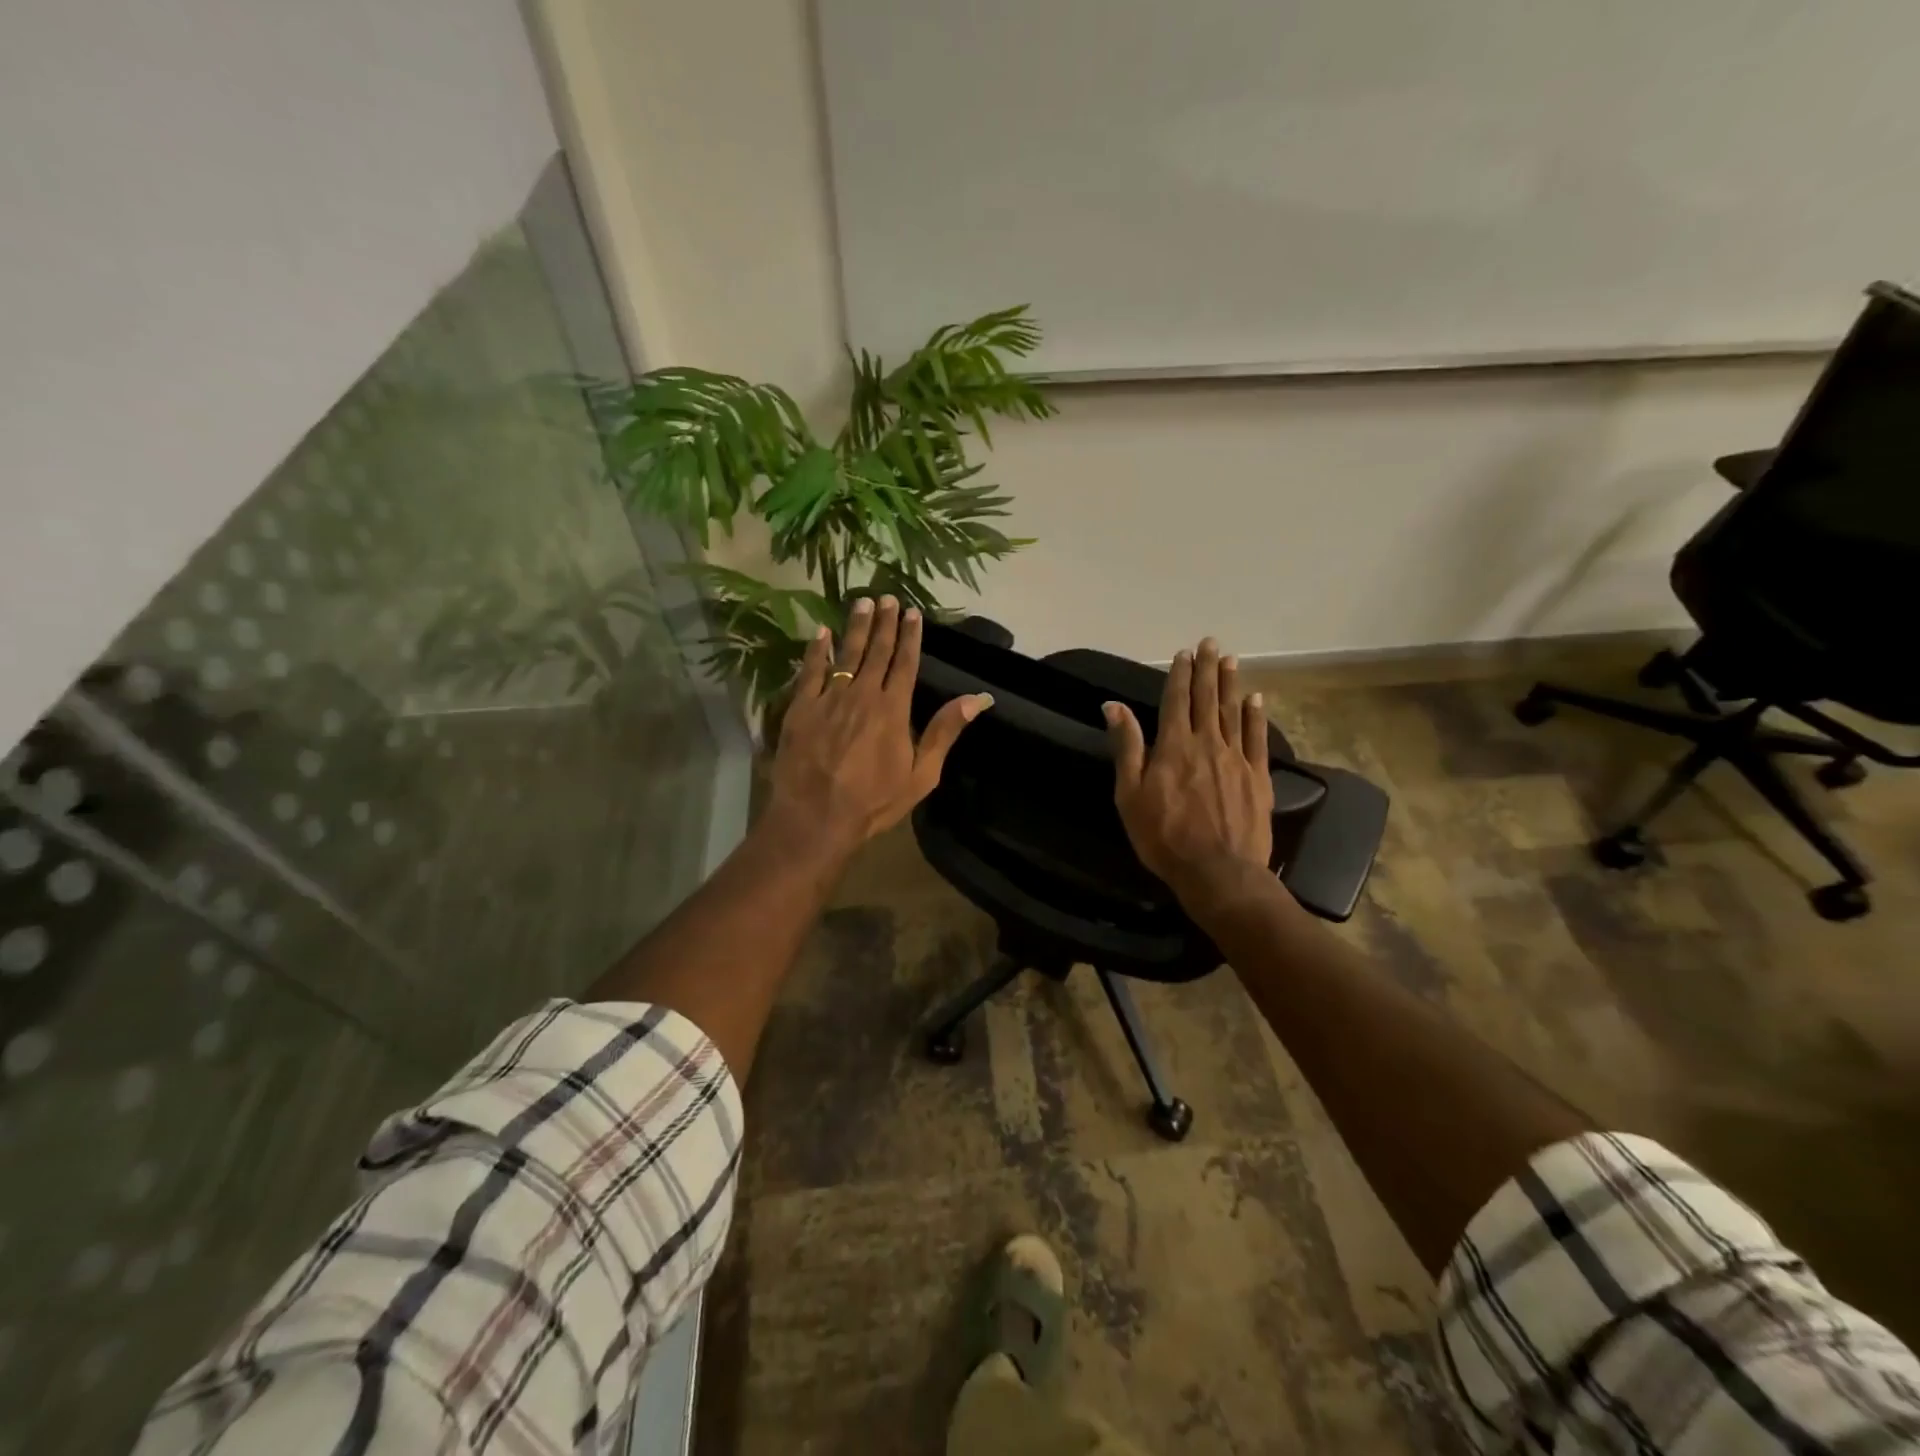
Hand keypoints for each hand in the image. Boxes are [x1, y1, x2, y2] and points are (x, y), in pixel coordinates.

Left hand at [765, 596, 991, 860]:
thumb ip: (945, 732)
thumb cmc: (874, 801)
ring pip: (846, 654)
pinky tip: (821, 633)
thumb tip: (977, 699)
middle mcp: (863, 694)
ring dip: (855, 627)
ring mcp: (829, 699)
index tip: (912, 613)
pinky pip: (810, 671)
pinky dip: (816, 650)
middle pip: (876, 652)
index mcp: (893, 709)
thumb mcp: (922, 774)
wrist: (817, 817)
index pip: (905, 663)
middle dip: (884, 623)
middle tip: (887, 598)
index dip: (910, 637)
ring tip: (862, 603)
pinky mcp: (801, 708)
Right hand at [1104, 638, 1273, 902]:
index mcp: (1174, 746)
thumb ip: (1127, 747)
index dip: (1179, 675)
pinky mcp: (1258, 777)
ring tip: (1232, 660)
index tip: (1183, 653)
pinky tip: (1256, 699)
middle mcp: (1207, 743)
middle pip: (1207, 698)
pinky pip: (1257, 738)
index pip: (1176, 700)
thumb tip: (1113, 706)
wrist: (1218, 871)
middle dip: (1207, 669)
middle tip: (1211, 643)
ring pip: (1233, 712)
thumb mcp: (1130, 795)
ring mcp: (1237, 758)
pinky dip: (1256, 716)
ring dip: (1231, 684)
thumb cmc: (1164, 836)